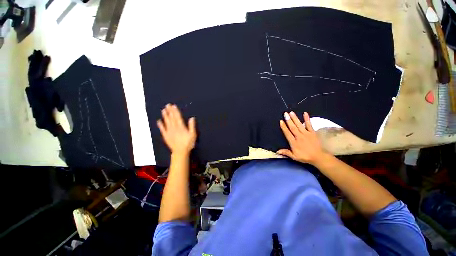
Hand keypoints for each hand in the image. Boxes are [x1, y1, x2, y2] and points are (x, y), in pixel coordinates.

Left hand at [157, 104, 196, 155]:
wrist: (180, 151)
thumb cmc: (188, 143)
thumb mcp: (193, 134)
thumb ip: (192, 126)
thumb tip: (192, 118)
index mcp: (181, 127)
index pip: (178, 117)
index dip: (176, 111)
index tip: (174, 106)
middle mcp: (174, 128)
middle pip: (172, 118)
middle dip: (170, 111)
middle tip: (167, 105)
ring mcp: (169, 132)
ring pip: (167, 122)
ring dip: (165, 116)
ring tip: (163, 110)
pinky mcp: (166, 136)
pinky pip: (162, 129)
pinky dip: (160, 125)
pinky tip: (159, 121)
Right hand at [277, 111, 328, 164]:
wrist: (319, 157)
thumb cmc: (305, 156)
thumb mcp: (294, 157)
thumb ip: (286, 152)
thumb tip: (277, 151)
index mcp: (294, 142)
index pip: (287, 133)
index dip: (284, 127)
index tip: (281, 121)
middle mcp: (299, 137)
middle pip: (293, 127)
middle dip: (288, 120)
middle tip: (285, 114)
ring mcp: (306, 134)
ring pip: (299, 125)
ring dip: (295, 118)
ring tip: (291, 112)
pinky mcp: (312, 132)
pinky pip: (309, 125)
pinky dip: (307, 119)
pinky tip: (305, 113)